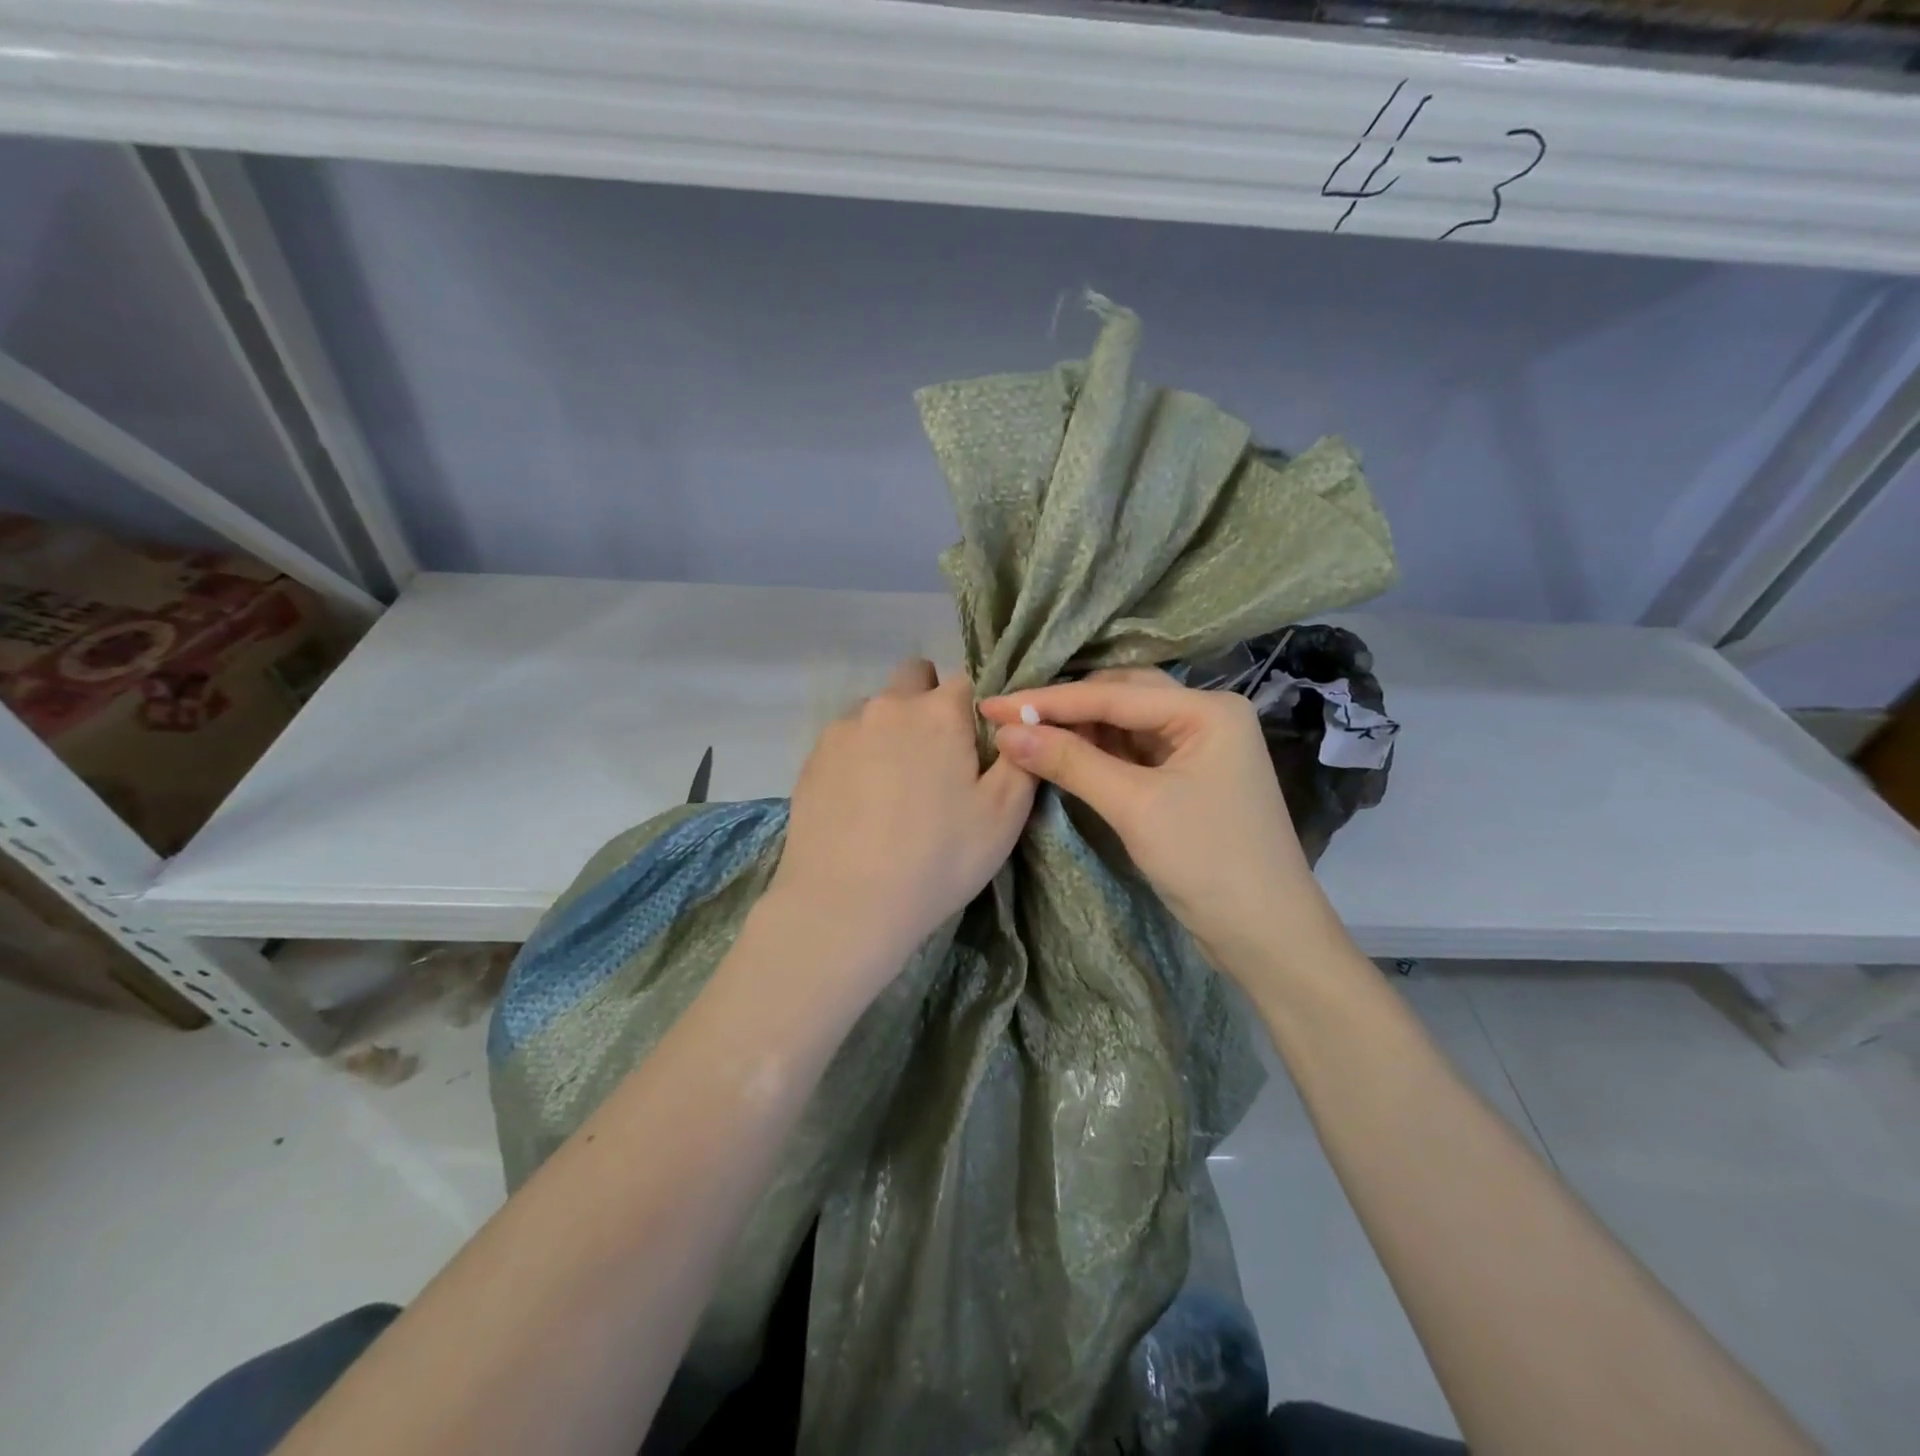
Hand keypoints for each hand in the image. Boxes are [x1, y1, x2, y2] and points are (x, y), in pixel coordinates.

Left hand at [769, 658, 1035, 977]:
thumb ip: (1019, 758)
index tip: (978, 747)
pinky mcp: (812, 758)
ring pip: (877, 710)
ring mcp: (843, 730)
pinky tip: (862, 803)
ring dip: (892, 730)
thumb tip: (1016, 727)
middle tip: (937, 760)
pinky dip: (860, 757)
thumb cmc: (938, 858)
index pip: (967, 680)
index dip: (977, 709)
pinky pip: (846, 740)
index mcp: (939, 712)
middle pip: (915, 678)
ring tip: (894, 789)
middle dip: (929, 703)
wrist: (845, 904)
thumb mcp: (1005, 815)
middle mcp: (888, 706)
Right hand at [981, 669, 1334, 966]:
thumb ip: (1071, 763)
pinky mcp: (1186, 778)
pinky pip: (1131, 753)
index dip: (1047, 702)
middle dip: (1063, 708)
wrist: (1266, 936)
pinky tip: (1060, 754)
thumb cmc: (1208, 862)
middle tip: (1007, 716)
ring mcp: (1197, 748)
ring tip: (1023, 732)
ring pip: (1124, 724)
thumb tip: (1006, 733)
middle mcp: (1205, 717)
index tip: (992, 705)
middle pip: (1121, 697)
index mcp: (1207, 709)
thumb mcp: (1135, 807)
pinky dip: (1095, 754)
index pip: (1113, 694)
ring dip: (1077, 729)